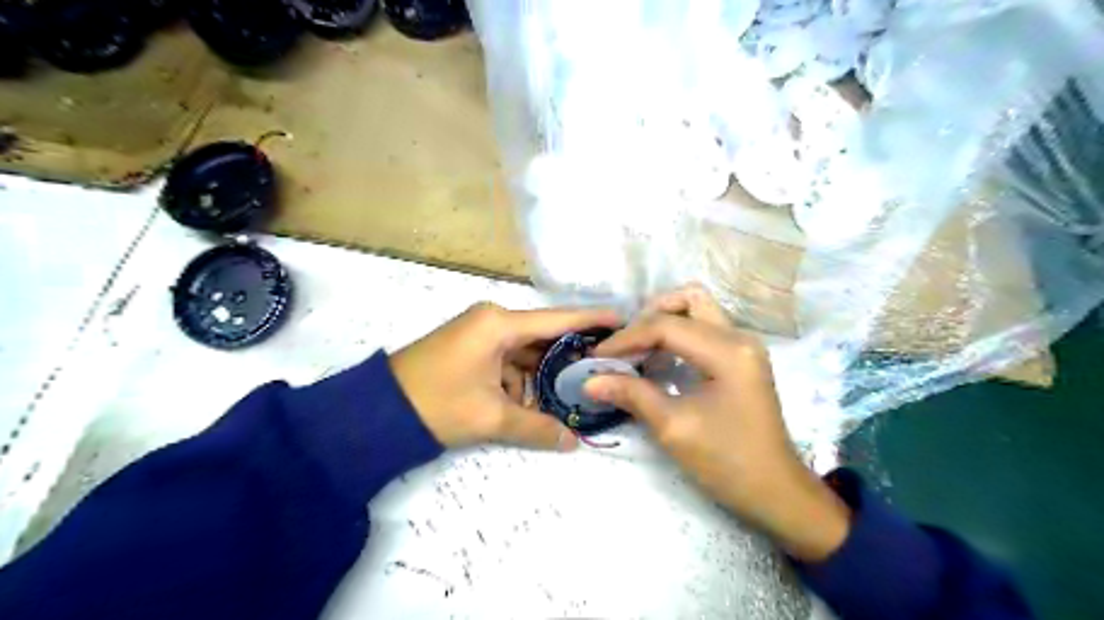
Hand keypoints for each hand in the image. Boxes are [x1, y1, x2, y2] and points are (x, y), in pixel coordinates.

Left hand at [392, 302, 623, 452]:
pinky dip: (520, 383)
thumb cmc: (436, 403)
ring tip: (569, 398)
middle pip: (544, 337)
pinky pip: (507, 362)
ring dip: (541, 377)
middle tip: (602, 371)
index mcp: (499, 324)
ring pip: (525, 354)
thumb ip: (536, 428)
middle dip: (569, 358)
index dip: (592, 320)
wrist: (376, 412)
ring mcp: (480, 334)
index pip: (558, 319)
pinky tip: (530, 406)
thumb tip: (572, 443)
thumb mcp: (490, 417)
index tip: (623, 320)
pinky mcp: (472, 350)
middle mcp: (493, 321)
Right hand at [586, 286, 852, 560]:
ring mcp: (743, 346)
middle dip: (649, 316)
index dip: (627, 338)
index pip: (666, 326)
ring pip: (697, 310)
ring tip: (637, 349)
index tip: (597, 357)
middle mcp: (739, 337)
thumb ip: (631, 395)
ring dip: (663, 321)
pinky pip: (703, 329)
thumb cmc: (726, 462)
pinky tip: (658, 359)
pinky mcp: (741, 358)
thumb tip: (589, 380)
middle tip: (624, 345)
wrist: (775, 493)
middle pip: (688, 300)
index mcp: (728, 351)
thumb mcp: (673, 428)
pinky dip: (676, 335)